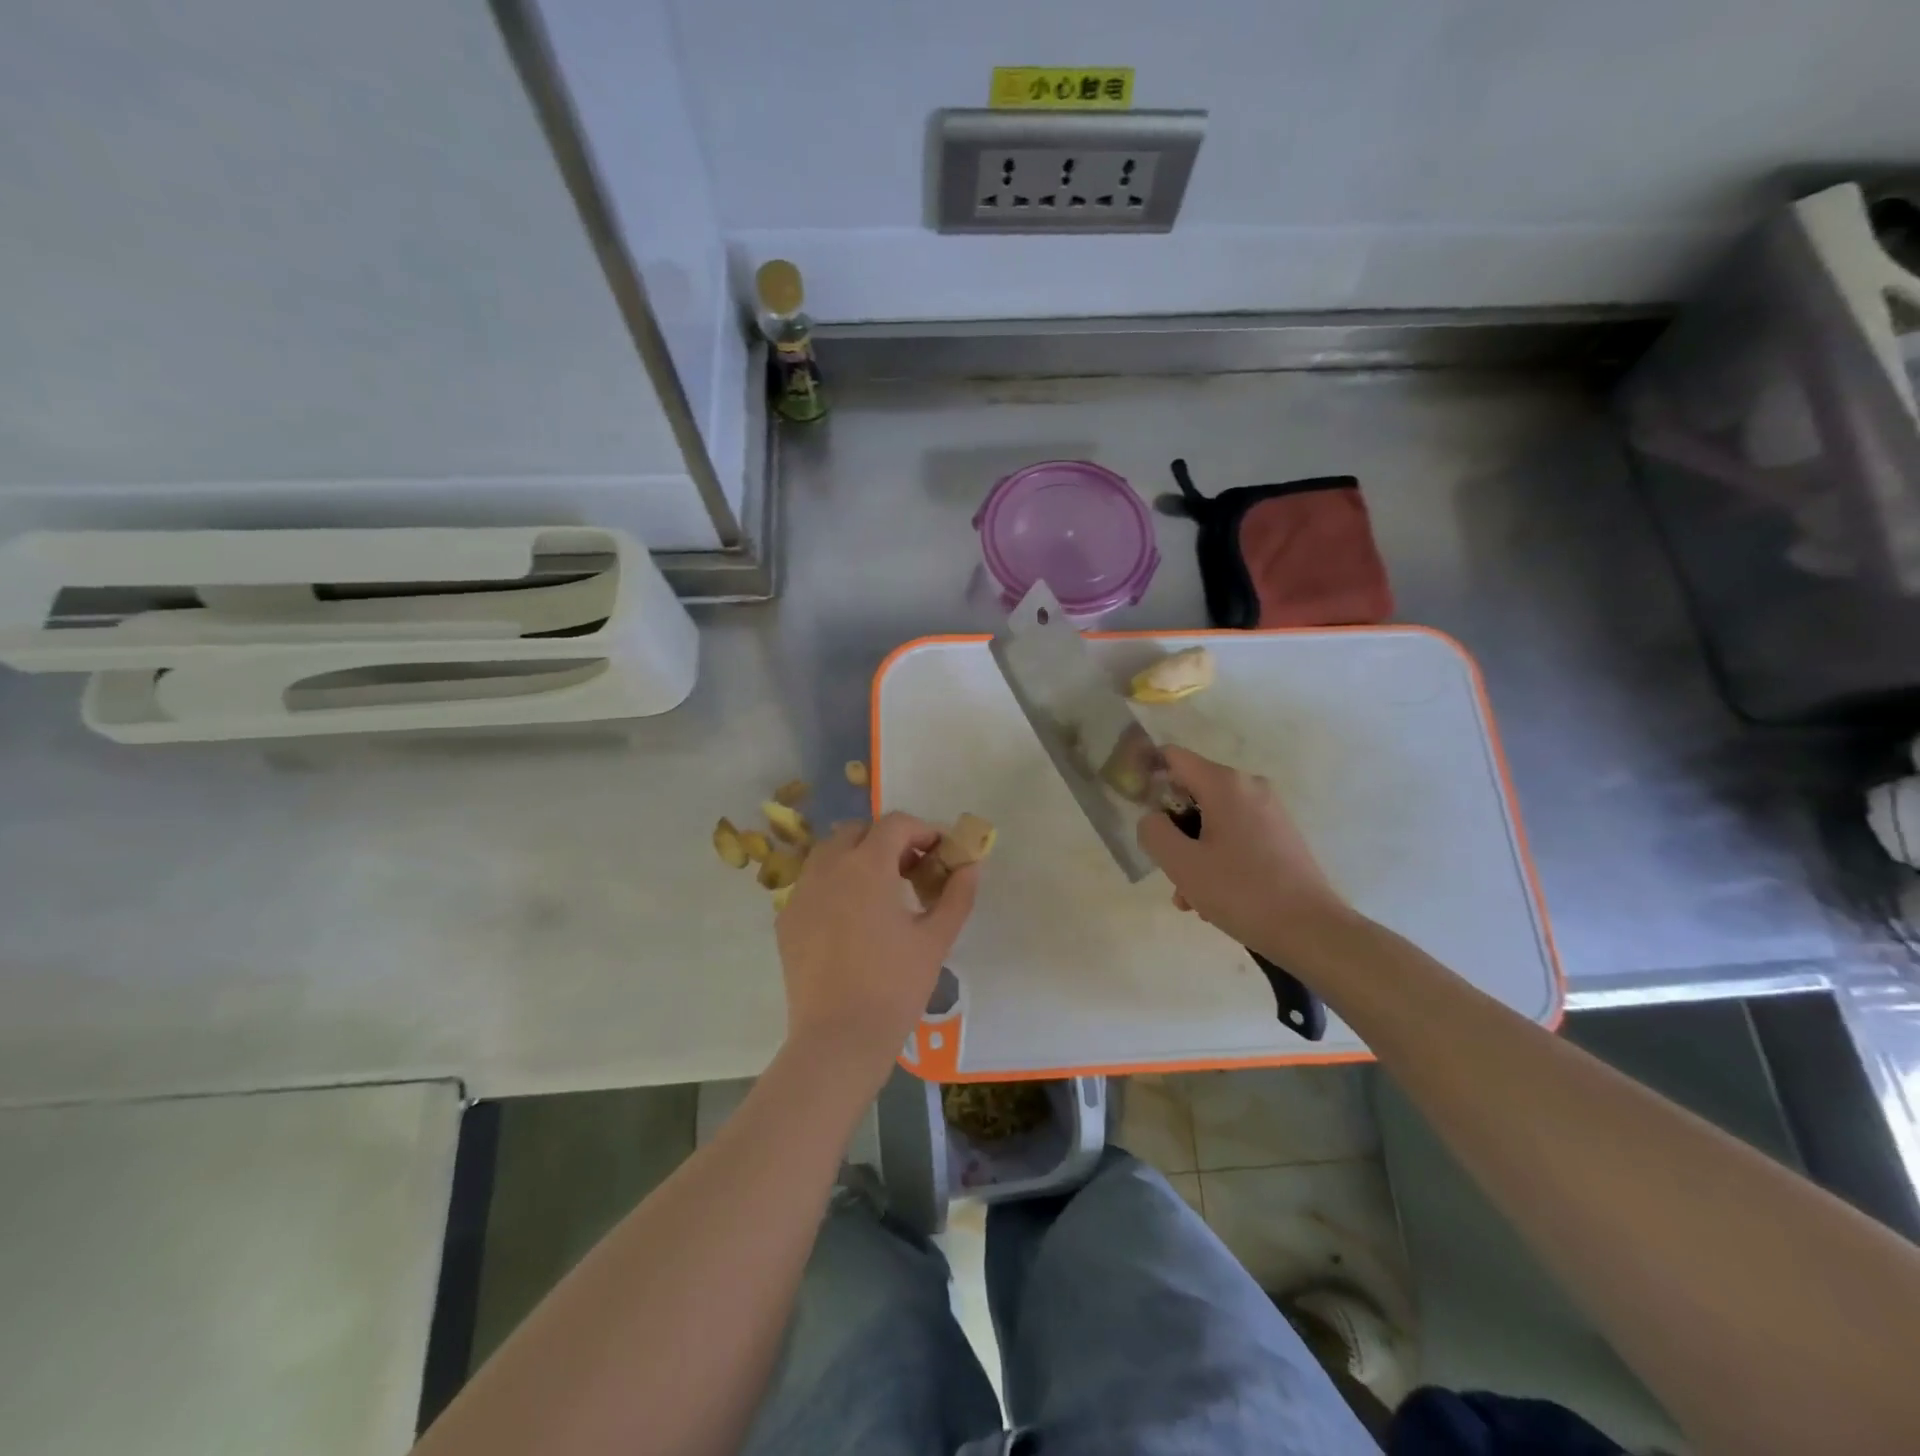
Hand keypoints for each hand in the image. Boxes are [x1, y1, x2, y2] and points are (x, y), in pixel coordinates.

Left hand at [775, 813, 979, 1082]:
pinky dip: (835, 884)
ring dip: (858, 858)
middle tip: (912, 870)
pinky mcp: (786, 919)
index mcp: (867, 866)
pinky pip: (813, 884)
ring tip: (881, 892)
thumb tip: (971, 866)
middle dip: (888, 841)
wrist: (838, 1038)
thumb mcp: (936, 939)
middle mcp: (828, 868)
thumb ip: (957, 895)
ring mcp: (801, 892)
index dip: (922, 830)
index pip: (895, 824)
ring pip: (830, 853)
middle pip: (858, 831)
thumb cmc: (895, 986)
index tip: (940, 852)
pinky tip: (852, 919)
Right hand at [1137, 746, 1352, 962]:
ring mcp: (1269, 812)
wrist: (1312, 930)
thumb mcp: (1181, 863)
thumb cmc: (1241, 891)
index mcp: (1225, 784)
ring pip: (1213, 821)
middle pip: (1192, 793)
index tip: (1135, 807)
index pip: (1173, 757)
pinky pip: (1235, 836)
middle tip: (1167, 867)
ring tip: (1190, 897)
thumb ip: (1153, 831)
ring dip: (1193, 852)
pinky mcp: (1281, 837)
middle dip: (1173, 829)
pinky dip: (1217, 859)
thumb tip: (1152, 818)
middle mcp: (1250, 787)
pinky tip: (1214, 899)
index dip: (1148, 774)